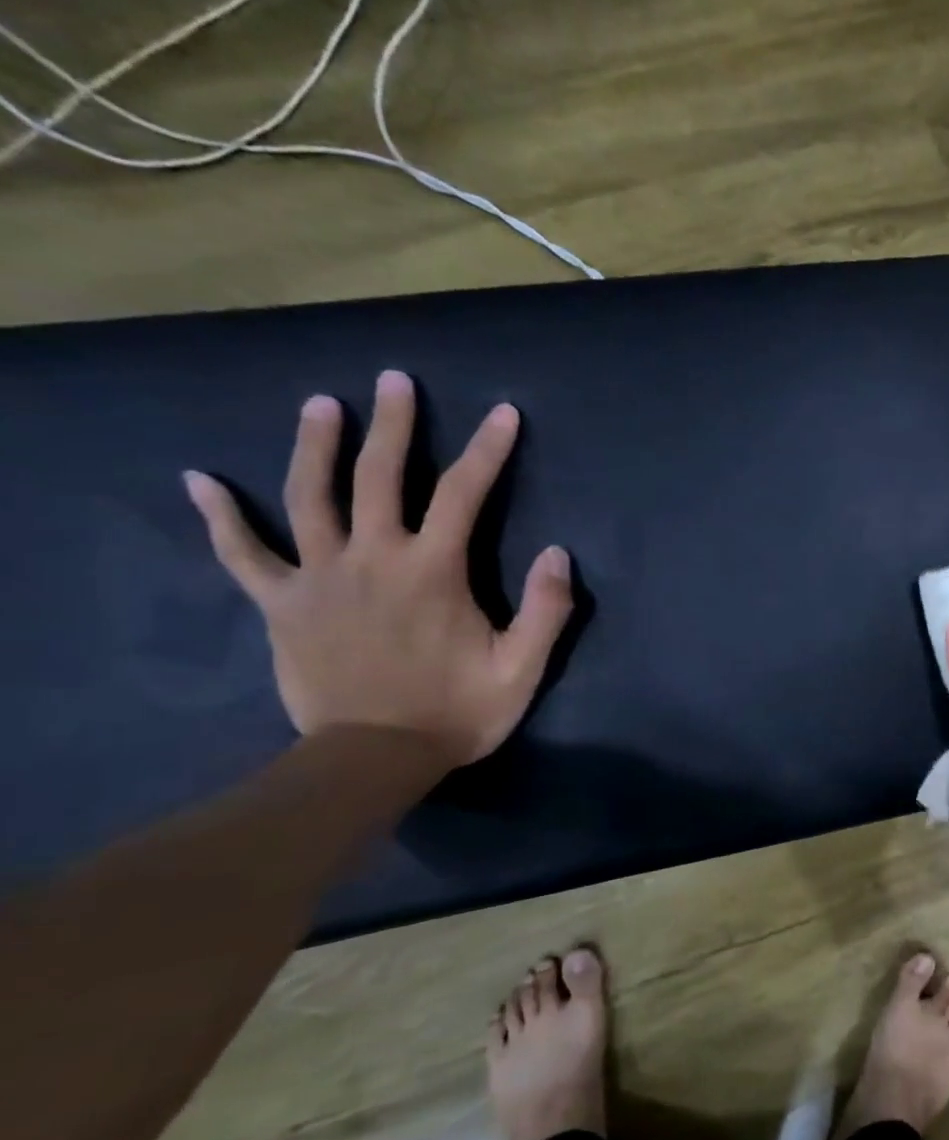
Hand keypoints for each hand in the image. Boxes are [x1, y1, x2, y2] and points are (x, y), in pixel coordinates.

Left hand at [183, 369, 573, 767]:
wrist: (374, 758)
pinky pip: (243, 554)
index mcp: (433, 571)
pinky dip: (220, 517)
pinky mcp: (282, 604)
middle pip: (380, 477)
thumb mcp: (522, 667)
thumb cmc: (458, 711)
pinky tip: (200, 481)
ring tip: (320, 404)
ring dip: (315, 447)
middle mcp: (373, 559)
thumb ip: (545, 610)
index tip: (502, 414)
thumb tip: (556, 553)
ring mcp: (319, 578)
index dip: (487, 451)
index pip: (465, 494)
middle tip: (395, 381)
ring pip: (309, 497)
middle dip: (393, 426)